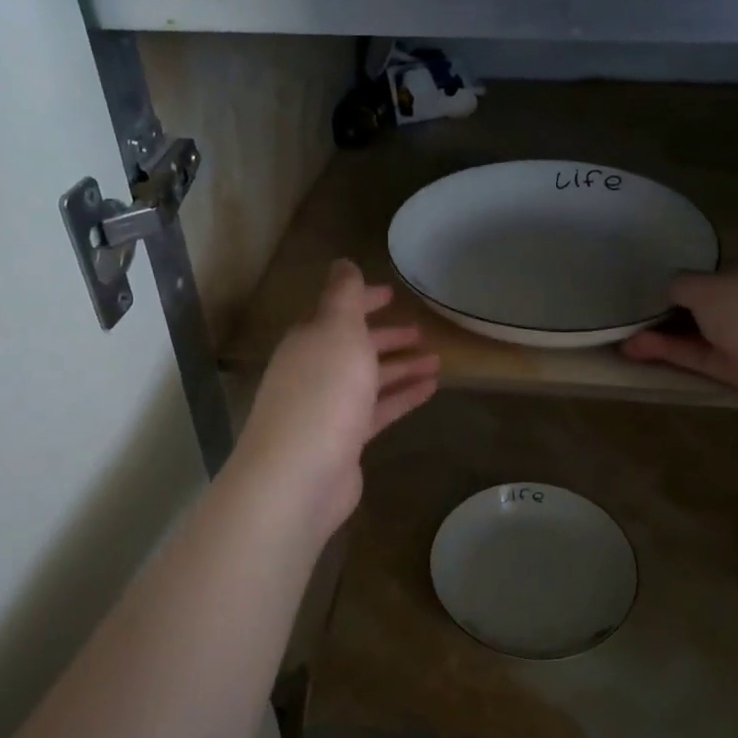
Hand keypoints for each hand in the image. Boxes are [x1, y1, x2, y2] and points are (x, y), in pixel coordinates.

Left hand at [231, 260, 439, 541]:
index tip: (393, 295)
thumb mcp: (337, 330)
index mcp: (308, 340)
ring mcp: (329, 407)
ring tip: (438, 360)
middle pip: (354, 347)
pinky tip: (431, 389)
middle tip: (421, 331)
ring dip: (402, 367)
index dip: (364, 301)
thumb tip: (342, 263)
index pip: (337, 312)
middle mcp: (315, 370)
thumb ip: (344, 296)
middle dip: (386, 337)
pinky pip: (378, 409)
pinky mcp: (345, 439)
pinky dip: (402, 396)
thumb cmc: (323, 392)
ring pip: (369, 379)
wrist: (300, 474)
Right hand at [620, 257, 737, 417]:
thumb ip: (682, 285)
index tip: (651, 291)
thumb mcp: (707, 286)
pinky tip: (639, 350)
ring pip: (700, 334)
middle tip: (631, 318)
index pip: (715, 272)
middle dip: (668, 312)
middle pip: (705, 305)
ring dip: (662, 336)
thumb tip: (670, 288)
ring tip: (623, 339)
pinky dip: (673, 354)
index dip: (684, 281)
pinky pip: (703, 358)